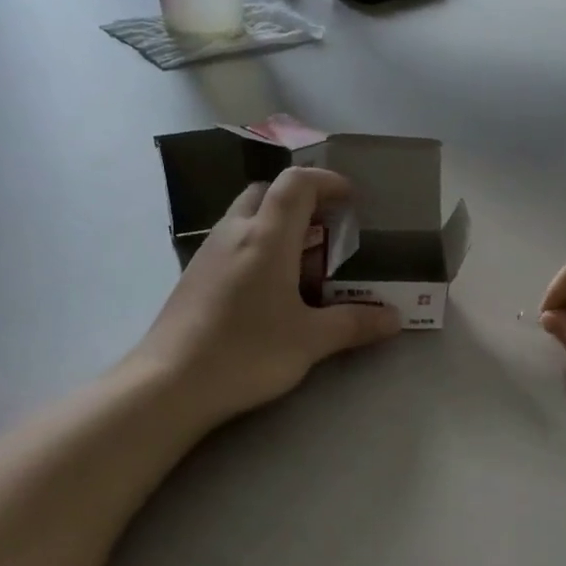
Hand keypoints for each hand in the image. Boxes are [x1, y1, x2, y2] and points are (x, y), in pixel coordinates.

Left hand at [136, 168, 400, 427]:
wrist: (170, 384)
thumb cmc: (247, 352)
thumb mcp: (310, 341)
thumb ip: (354, 324)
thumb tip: (395, 319)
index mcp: (266, 237)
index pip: (296, 183)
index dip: (327, 181)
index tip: (351, 198)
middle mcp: (234, 233)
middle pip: (266, 193)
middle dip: (300, 201)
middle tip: (326, 230)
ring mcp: (207, 253)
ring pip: (245, 217)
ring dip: (276, 226)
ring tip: (302, 264)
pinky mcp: (193, 277)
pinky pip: (231, 244)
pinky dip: (256, 248)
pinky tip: (268, 291)